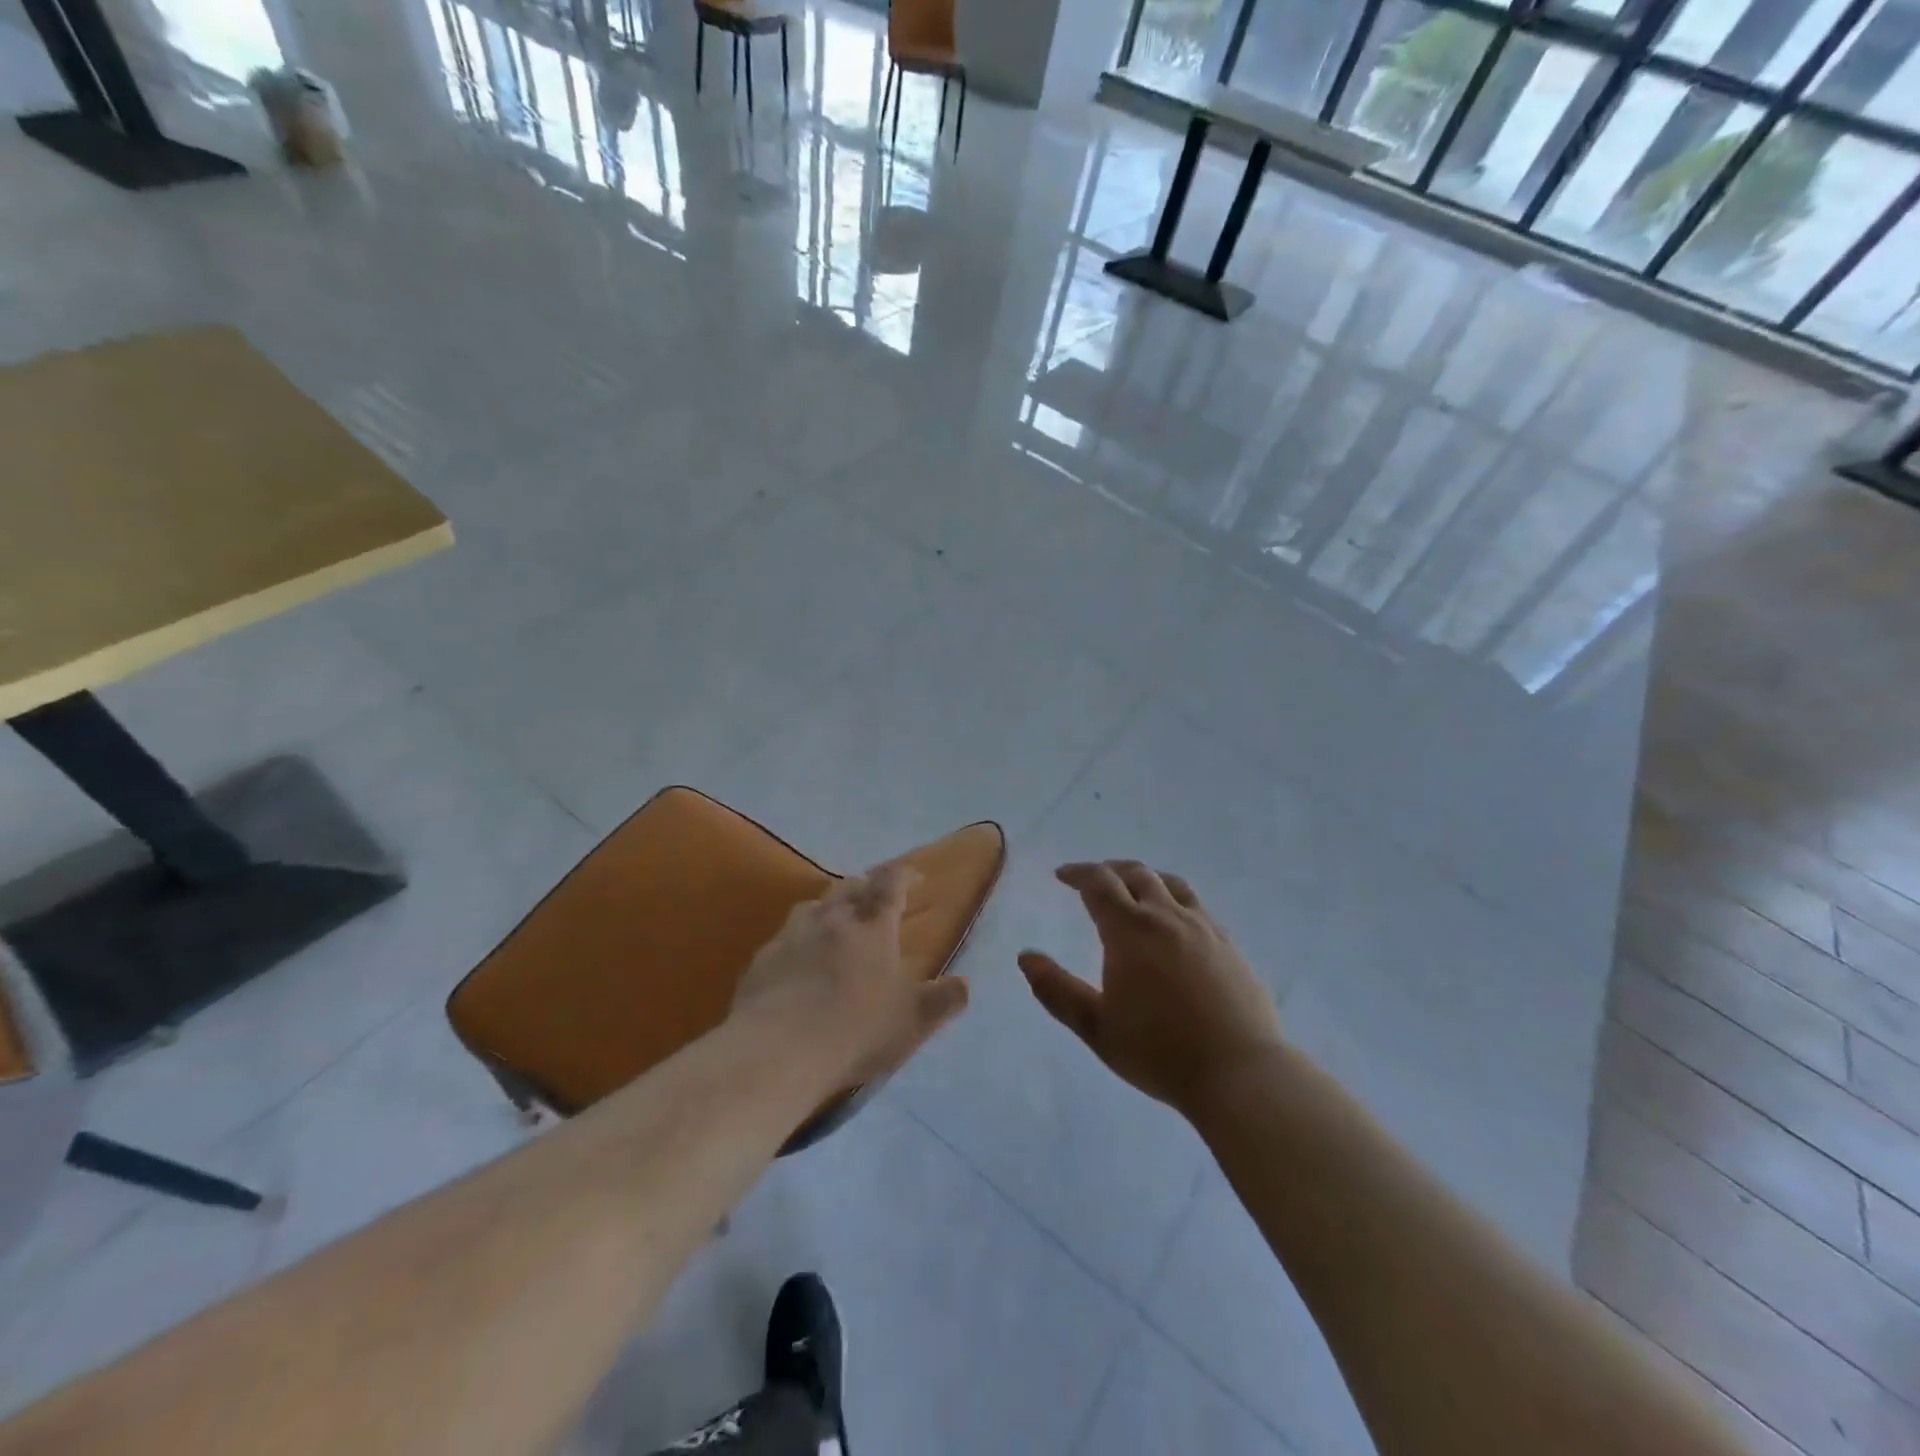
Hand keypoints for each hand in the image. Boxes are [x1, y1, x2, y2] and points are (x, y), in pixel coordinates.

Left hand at [732, 863, 969, 1087]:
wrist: (778, 1050)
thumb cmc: (856, 1030)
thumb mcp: (912, 1022)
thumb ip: (941, 1001)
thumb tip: (965, 984)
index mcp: (873, 927)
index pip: (890, 884)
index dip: (903, 875)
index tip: (914, 877)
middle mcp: (832, 920)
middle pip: (850, 887)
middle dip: (866, 885)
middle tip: (875, 895)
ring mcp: (793, 936)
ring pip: (813, 906)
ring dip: (829, 907)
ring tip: (835, 920)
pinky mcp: (762, 959)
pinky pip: (784, 937)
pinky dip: (797, 939)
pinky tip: (797, 959)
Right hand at [1020, 862, 1282, 1116]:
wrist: (1240, 1073)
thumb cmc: (1159, 1052)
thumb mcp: (1096, 1027)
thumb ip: (1056, 990)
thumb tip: (1025, 956)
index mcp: (1130, 931)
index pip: (1099, 883)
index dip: (1078, 873)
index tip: (1062, 875)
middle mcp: (1167, 917)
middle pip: (1136, 874)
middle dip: (1109, 870)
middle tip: (1092, 879)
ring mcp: (1203, 927)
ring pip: (1171, 884)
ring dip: (1145, 878)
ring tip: (1133, 889)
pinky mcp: (1229, 944)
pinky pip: (1197, 905)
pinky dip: (1174, 898)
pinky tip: (1174, 921)